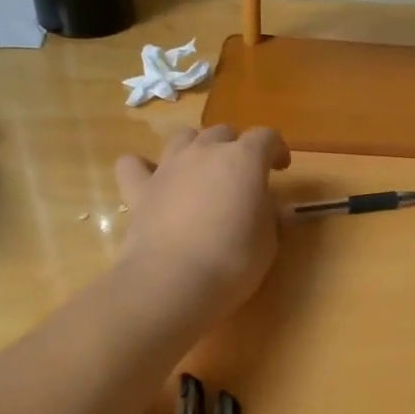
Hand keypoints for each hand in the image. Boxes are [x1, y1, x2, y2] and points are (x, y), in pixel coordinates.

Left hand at [115, 125, 289, 320]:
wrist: (174, 281)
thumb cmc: (234, 260)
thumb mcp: (268, 241)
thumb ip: (269, 216)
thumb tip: (268, 208)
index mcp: (244, 159)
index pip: (266, 137)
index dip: (276, 149)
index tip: (281, 168)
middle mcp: (205, 152)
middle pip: (223, 133)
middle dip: (235, 148)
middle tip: (241, 177)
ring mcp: (168, 167)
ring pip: (183, 137)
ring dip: (195, 148)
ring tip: (201, 172)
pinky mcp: (139, 190)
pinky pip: (134, 164)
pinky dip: (143, 168)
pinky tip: (152, 182)